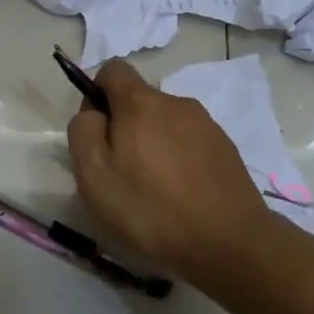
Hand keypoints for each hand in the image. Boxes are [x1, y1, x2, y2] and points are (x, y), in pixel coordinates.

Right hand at [65, 60, 270, 281]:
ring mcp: (207, 125)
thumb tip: (93, 113)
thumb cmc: (150, 208)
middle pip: (140, 101)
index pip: (113, 69)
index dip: (97, 94)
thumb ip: (84, 131)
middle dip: (124, 127)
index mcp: (141, 102)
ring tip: (153, 191)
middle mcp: (176, 103)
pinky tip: (181, 197)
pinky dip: (179, 161)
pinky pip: (190, 144)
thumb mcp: (94, 174)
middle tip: (121, 173)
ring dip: (153, 145)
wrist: (230, 243)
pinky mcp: (226, 149)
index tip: (96, 133)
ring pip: (166, 124)